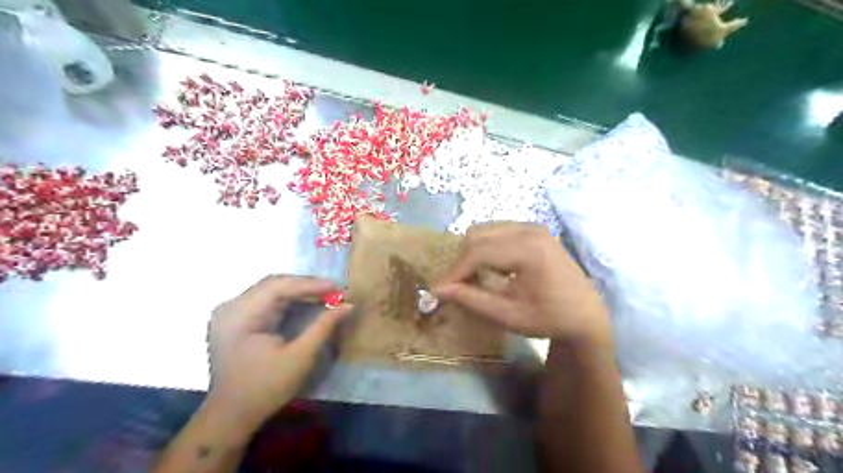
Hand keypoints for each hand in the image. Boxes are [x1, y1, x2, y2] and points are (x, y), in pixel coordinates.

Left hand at [205, 276, 351, 437]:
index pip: (278, 286)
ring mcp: (231, 312)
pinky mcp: (237, 319)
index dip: (310, 284)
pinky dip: (290, 301)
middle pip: (274, 284)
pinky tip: (308, 303)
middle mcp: (231, 307)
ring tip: (326, 295)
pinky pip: (267, 301)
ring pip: (271, 290)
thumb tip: (348, 305)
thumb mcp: (300, 357)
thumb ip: (324, 327)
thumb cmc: (265, 388)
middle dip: (306, 286)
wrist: (231, 416)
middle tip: (335, 291)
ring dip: (300, 292)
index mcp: (239, 315)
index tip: (338, 287)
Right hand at [434, 223, 613, 340]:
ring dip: (471, 253)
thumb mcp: (508, 315)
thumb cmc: (550, 318)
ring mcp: (532, 226)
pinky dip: (484, 248)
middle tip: (455, 287)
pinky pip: (495, 231)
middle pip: (478, 235)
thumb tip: (437, 290)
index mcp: (529, 249)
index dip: (454, 271)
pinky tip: (489, 268)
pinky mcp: (531, 229)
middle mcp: (529, 229)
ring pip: (484, 230)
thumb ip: (471, 299)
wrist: (585, 314)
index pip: (478, 251)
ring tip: (471, 279)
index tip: (437, 290)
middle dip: (461, 261)